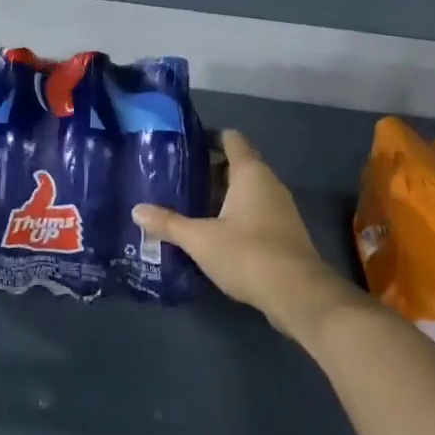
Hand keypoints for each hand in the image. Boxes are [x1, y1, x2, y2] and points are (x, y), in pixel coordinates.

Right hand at [134, 130, 364, 338]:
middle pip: (238, 165)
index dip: (210, 138)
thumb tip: (136, 210)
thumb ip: (168, 223)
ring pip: (247, 192)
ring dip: (222, 195)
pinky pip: (255, 213)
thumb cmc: (248, 253)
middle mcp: (269, 184)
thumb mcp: (200, 239)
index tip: (184, 146)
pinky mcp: (284, 234)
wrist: (298, 295)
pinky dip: (235, 216)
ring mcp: (281, 210)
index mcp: (251, 174)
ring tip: (190, 204)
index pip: (232, 140)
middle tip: (178, 177)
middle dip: (210, 170)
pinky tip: (213, 231)